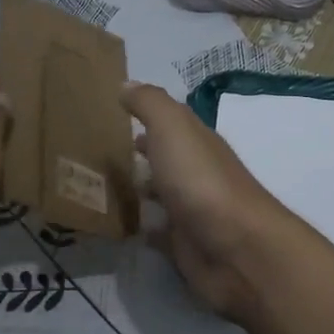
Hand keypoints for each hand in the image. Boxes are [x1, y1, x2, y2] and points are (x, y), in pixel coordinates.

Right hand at [120, 83, 301, 321]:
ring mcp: (191, 211)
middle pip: (165, 159)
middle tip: (97, 152)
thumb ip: (150, 104)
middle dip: (139, 153)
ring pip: (160, 195)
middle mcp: (196, 174)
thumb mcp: (174, 128)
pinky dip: (142, 228)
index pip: (170, 124)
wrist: (236, 249)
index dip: (145, 117)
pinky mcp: (185, 246)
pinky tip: (119, 226)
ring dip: (138, 189)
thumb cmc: (201, 181)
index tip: (110, 114)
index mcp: (196, 143)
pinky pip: (159, 233)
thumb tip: (126, 84)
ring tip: (98, 186)